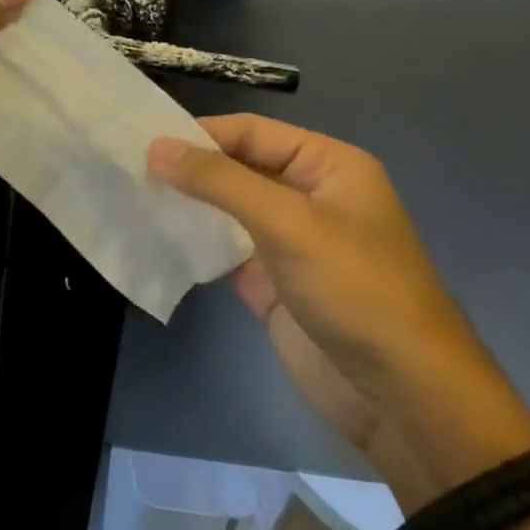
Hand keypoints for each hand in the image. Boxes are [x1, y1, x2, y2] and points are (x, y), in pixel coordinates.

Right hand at [149, 116, 529, 505]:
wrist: (401, 396)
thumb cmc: (355, 290)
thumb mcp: (287, 223)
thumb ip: (219, 181)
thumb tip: (156, 146)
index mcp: (327, 166)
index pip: (251, 133)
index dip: (199, 134)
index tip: (142, 142)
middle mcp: (307, 196)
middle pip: (236, 168)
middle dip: (188, 169)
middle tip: (127, 169)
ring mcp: (288, 242)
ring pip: (226, 210)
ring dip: (186, 205)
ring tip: (130, 197)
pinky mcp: (271, 282)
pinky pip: (223, 251)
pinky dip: (193, 243)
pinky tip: (153, 237)